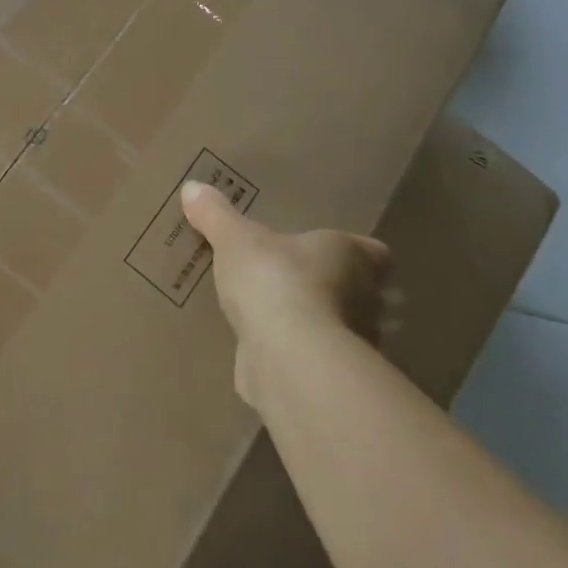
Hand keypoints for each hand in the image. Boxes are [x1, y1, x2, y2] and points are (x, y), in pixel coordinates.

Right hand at [182, 182, 396, 408]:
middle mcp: (365, 299)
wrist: (289, 358)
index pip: (375, 252)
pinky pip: (316, 363)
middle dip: (334, 290)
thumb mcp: (234, 239)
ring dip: (317, 326)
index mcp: (351, 255)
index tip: (333, 253)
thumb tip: (192, 187)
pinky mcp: (333, 380)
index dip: (357, 252)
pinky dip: (299, 358)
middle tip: (296, 282)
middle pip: (360, 292)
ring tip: (279, 320)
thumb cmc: (274, 281)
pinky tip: (269, 353)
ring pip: (341, 330)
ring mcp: (354, 345)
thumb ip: (215, 215)